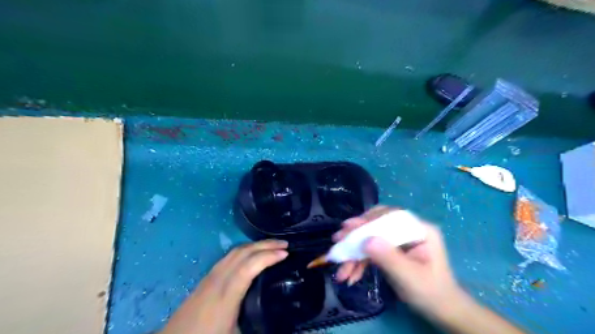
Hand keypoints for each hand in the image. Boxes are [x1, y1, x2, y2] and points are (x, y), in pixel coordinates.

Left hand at [160, 240, 286, 333]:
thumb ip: (257, 326)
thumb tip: (279, 322)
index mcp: (226, 295)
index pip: (249, 267)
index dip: (268, 257)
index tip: (286, 254)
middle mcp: (218, 279)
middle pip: (243, 253)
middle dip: (266, 245)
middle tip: (285, 244)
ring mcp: (211, 275)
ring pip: (236, 251)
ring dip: (256, 245)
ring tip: (273, 246)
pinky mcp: (208, 276)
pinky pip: (230, 256)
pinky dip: (246, 250)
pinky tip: (252, 254)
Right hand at [333, 206, 461, 317]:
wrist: (441, 310)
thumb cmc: (431, 293)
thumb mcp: (410, 277)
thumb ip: (389, 258)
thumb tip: (366, 241)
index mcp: (419, 229)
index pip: (389, 217)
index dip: (367, 221)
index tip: (347, 228)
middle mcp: (408, 229)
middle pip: (377, 224)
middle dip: (356, 235)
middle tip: (337, 240)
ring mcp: (399, 239)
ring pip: (371, 238)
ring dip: (355, 252)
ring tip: (340, 267)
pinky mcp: (392, 249)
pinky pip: (372, 250)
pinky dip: (360, 262)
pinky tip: (350, 274)